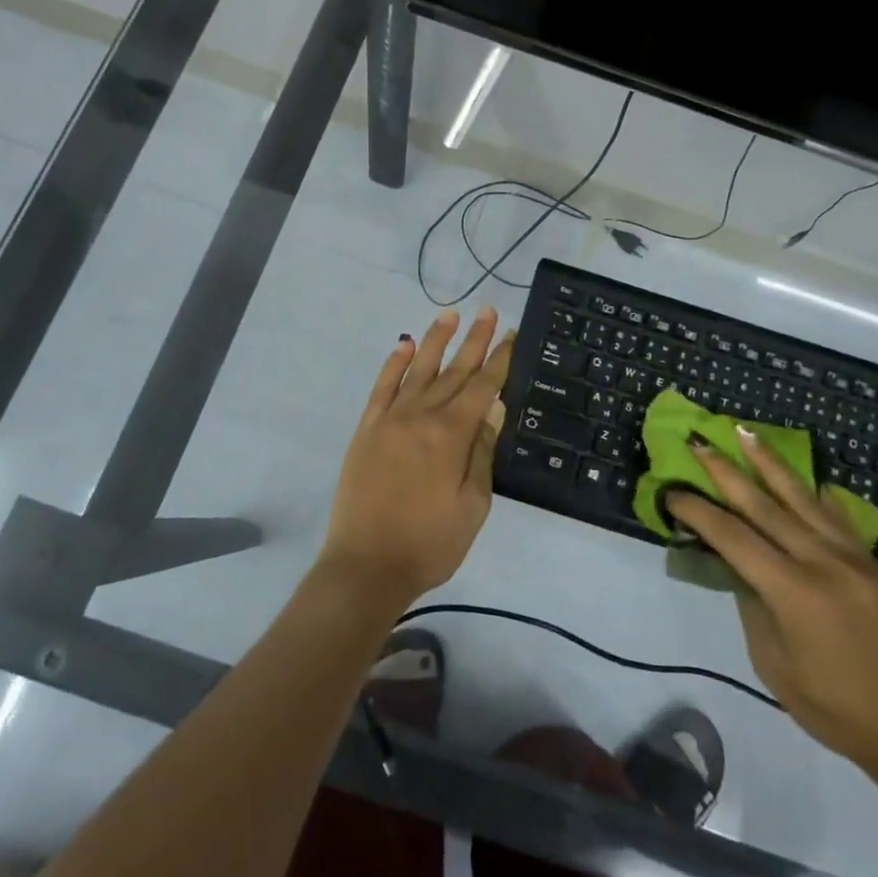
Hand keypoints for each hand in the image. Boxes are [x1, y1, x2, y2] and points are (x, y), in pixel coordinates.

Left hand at [317, 309, 514, 612]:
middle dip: (474, 340)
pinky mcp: (367, 429)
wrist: (367, 565)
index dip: (499, 360)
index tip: (511, 334)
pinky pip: (382, 387)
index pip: (482, 387)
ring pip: (417, 369)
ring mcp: (390, 419)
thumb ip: (482, 453)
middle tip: (488, 310)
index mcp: (451, 435)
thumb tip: (492, 410)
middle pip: (454, 371)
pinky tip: (403, 345)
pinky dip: (393, 364)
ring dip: (435, 340)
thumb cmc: (430, 543)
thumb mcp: (472, 506)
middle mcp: (421, 416)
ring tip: (450, 315)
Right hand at [667, 429, 877, 781]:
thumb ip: (752, 605)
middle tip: (698, 443)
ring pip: (802, 497)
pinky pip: (838, 516)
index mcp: (791, 590)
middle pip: (763, 504)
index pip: (731, 536)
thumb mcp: (773, 663)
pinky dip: (816, 493)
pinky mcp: (873, 563)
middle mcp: (821, 561)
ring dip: (769, 462)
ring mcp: (852, 557)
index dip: (697, 511)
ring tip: (745, 432)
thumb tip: (740, 567)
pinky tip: (806, 479)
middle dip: (725, 471)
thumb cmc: (835, 708)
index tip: (672, 493)